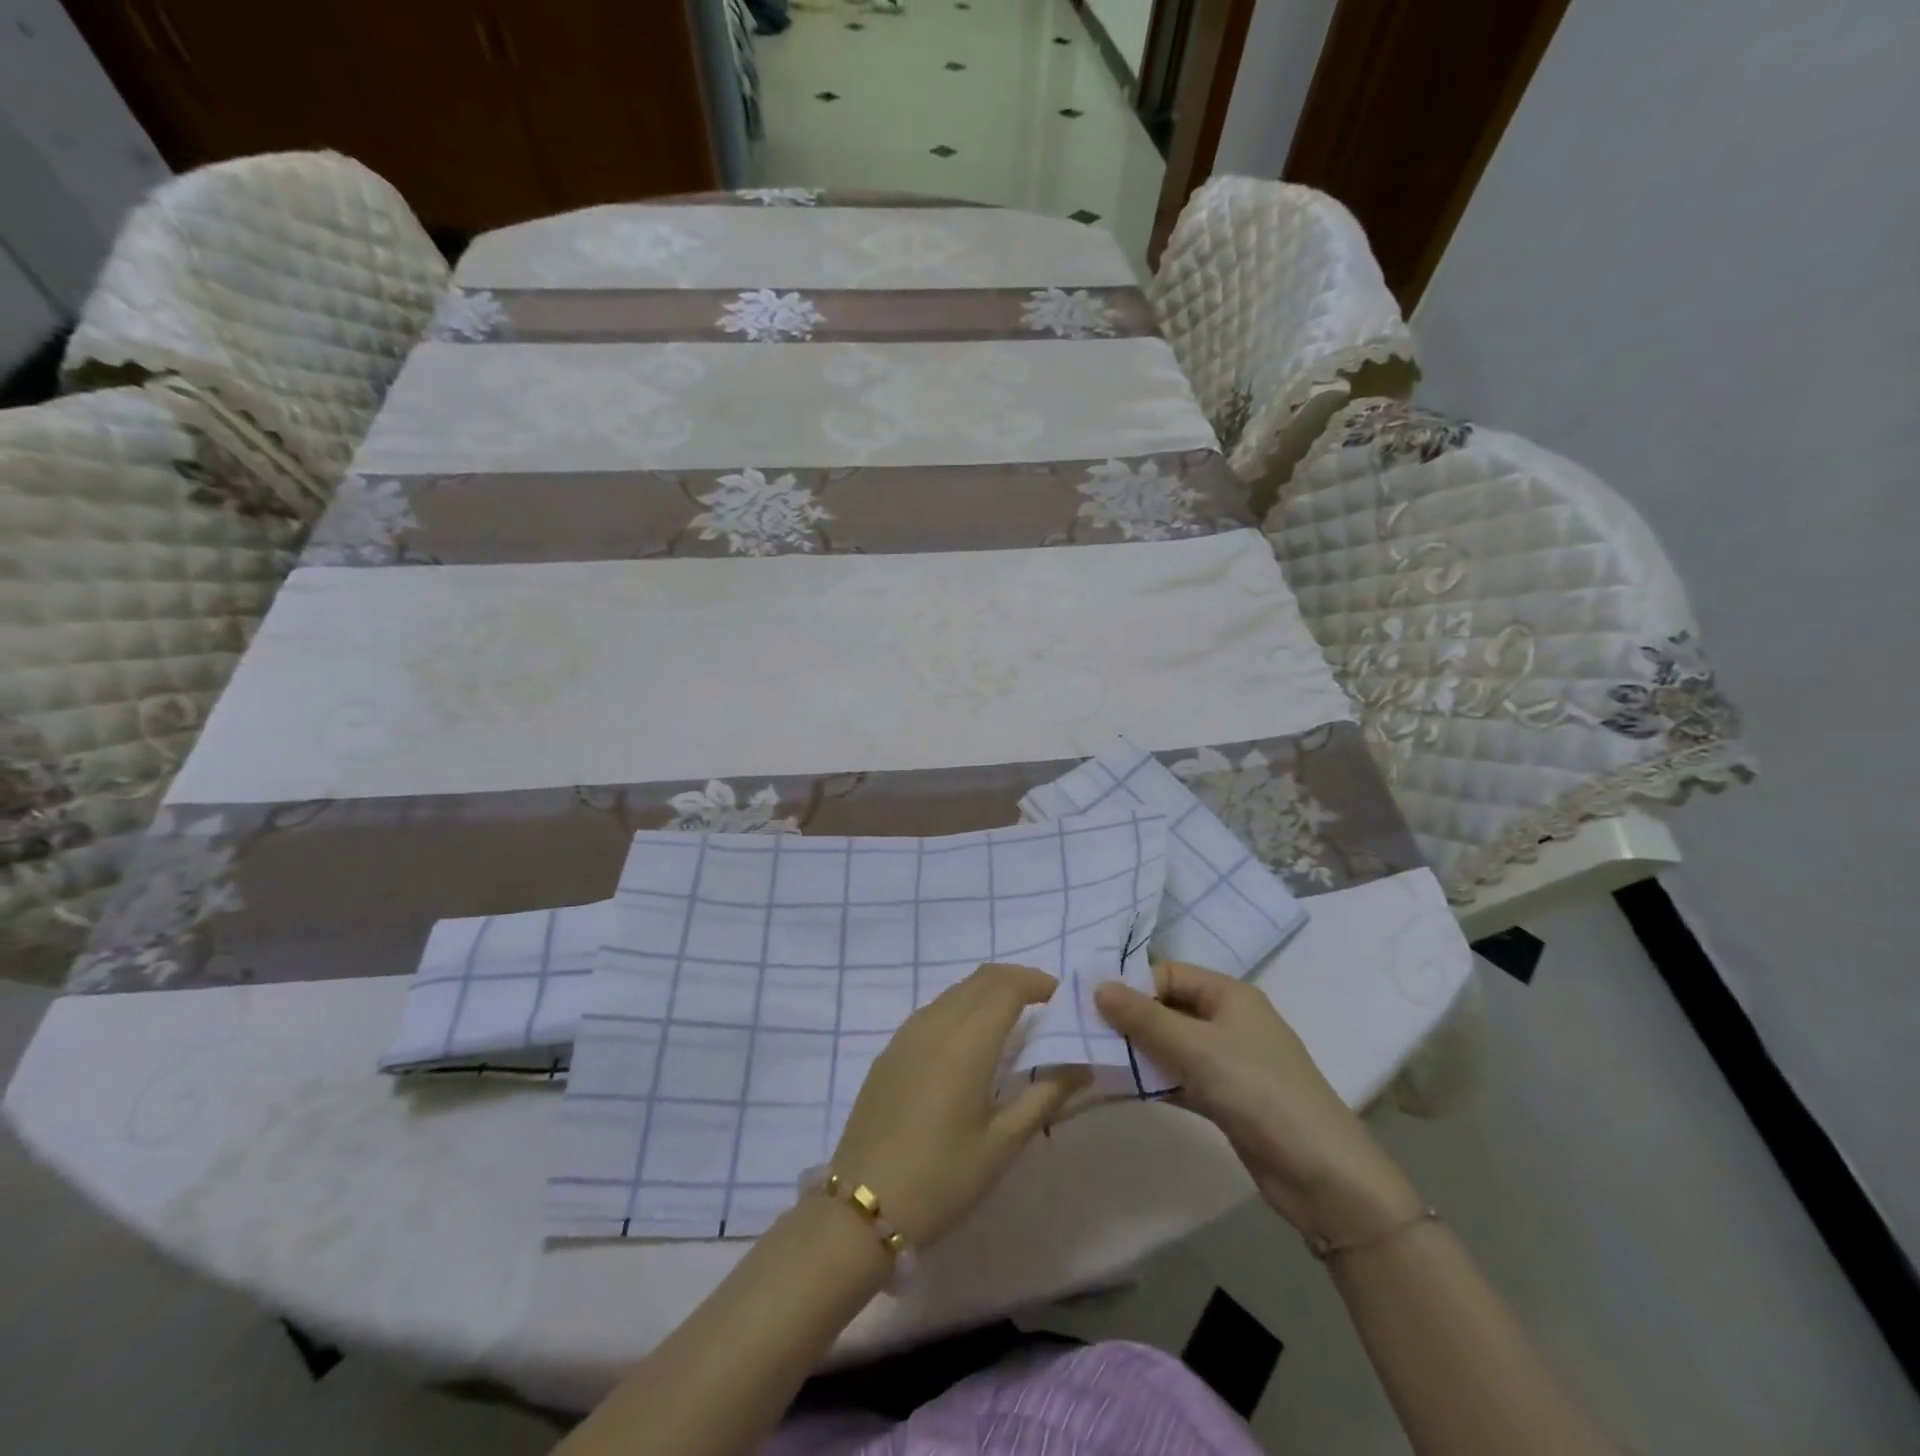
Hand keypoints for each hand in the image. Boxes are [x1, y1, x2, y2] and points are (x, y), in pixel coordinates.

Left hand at [831, 963, 1085, 1247]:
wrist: (863, 1206)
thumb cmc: (942, 1178)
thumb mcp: (1003, 1144)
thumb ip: (1045, 1097)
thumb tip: (1082, 1067)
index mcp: (967, 1042)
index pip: (1008, 987)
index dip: (1037, 982)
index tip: (1061, 997)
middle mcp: (936, 1024)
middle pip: (981, 979)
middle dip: (1016, 980)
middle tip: (1043, 1003)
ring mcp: (907, 1034)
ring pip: (955, 991)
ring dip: (987, 991)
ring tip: (1011, 1019)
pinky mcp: (890, 1050)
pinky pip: (933, 1009)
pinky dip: (961, 1006)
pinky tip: (969, 1040)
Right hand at [1095, 961, 1419, 1243]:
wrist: (1323, 1176)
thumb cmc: (1259, 1092)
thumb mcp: (1196, 1048)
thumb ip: (1144, 1018)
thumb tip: (1098, 985)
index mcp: (1229, 994)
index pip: (1168, 974)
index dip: (1132, 986)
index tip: (1093, 1007)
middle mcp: (1228, 1020)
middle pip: (1168, 1008)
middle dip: (1130, 1020)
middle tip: (1086, 1034)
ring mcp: (1227, 1061)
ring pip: (1171, 1045)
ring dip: (1138, 1052)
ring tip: (1094, 1061)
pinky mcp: (1225, 1097)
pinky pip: (1179, 1078)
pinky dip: (1154, 1081)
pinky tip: (1121, 1090)